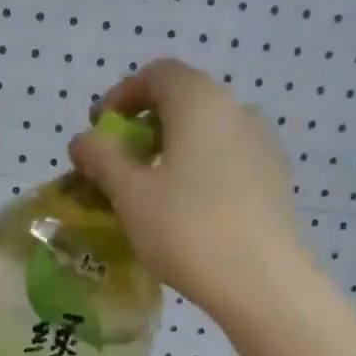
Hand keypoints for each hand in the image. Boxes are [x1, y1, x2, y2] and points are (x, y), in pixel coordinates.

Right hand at [69, 58, 306, 316]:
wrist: (260, 281)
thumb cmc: (186, 229)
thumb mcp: (130, 195)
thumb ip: (102, 160)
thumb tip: (82, 140)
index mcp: (200, 102)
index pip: (158, 74)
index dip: (121, 95)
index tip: (98, 128)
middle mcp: (236, 110)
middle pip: (184, 102)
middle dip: (144, 126)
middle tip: (118, 162)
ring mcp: (262, 144)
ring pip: (206, 133)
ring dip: (171, 150)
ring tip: (148, 191)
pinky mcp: (273, 179)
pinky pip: (226, 160)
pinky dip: (197, 171)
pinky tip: (184, 210)